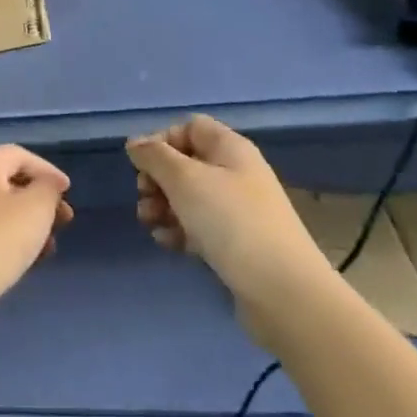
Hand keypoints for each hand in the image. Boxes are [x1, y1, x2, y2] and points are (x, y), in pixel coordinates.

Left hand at [0, 145, 73, 328]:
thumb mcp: (36, 208)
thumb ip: (48, 189)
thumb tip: (45, 184)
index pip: (18, 155)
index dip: (47, 170)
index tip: (68, 192)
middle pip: (7, 183)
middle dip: (39, 201)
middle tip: (63, 222)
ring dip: (27, 225)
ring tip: (48, 250)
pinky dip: (7, 240)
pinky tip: (23, 263)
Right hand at [126, 116, 324, 295]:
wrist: (281, 288)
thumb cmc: (230, 220)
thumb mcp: (185, 179)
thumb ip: (155, 156)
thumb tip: (135, 142)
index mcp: (230, 149)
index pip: (191, 127)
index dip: (163, 140)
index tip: (142, 164)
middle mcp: (236, 174)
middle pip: (186, 163)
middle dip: (158, 178)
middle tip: (144, 196)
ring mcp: (237, 210)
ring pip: (189, 197)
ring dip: (162, 206)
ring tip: (149, 222)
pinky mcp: (235, 243)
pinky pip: (199, 226)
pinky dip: (179, 230)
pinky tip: (167, 243)